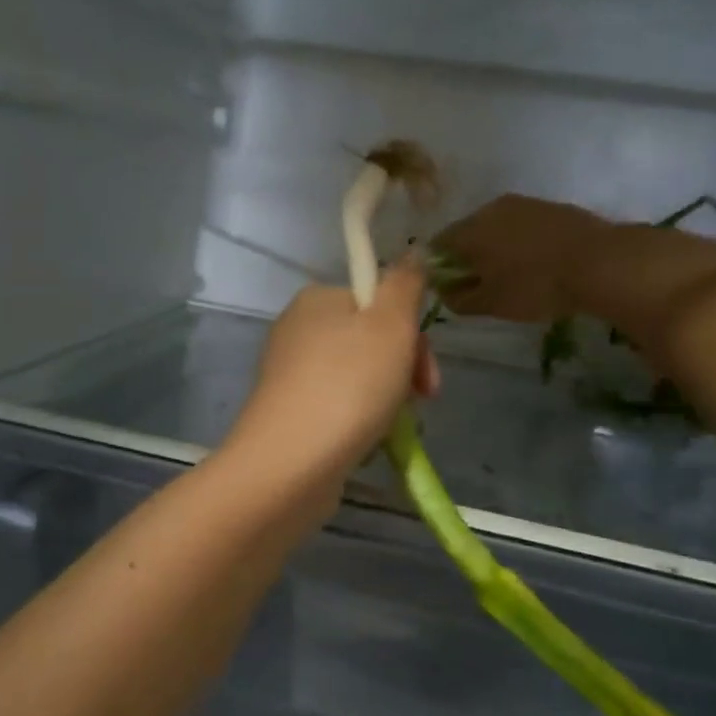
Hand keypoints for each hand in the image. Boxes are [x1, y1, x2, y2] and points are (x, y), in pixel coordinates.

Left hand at [227, 259, 440, 490]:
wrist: (290, 463)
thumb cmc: (348, 385)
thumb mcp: (391, 324)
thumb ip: (405, 284)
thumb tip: (412, 252)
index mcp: (316, 300)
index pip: (378, 302)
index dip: (411, 333)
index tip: (427, 371)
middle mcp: (297, 331)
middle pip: (369, 341)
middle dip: (403, 371)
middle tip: (421, 402)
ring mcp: (289, 376)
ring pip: (357, 378)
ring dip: (386, 400)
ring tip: (392, 429)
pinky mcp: (288, 414)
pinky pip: (338, 409)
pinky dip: (359, 423)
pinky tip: (367, 444)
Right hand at [432, 194, 611, 321]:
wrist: (600, 262)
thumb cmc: (535, 285)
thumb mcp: (491, 303)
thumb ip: (459, 299)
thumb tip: (444, 292)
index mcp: (469, 230)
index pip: (437, 246)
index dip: (438, 269)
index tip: (451, 289)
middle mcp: (491, 208)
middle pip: (467, 233)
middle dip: (468, 258)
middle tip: (481, 285)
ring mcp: (524, 204)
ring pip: (497, 227)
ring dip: (496, 249)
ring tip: (512, 276)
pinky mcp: (551, 207)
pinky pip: (523, 226)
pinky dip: (521, 243)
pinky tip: (536, 264)